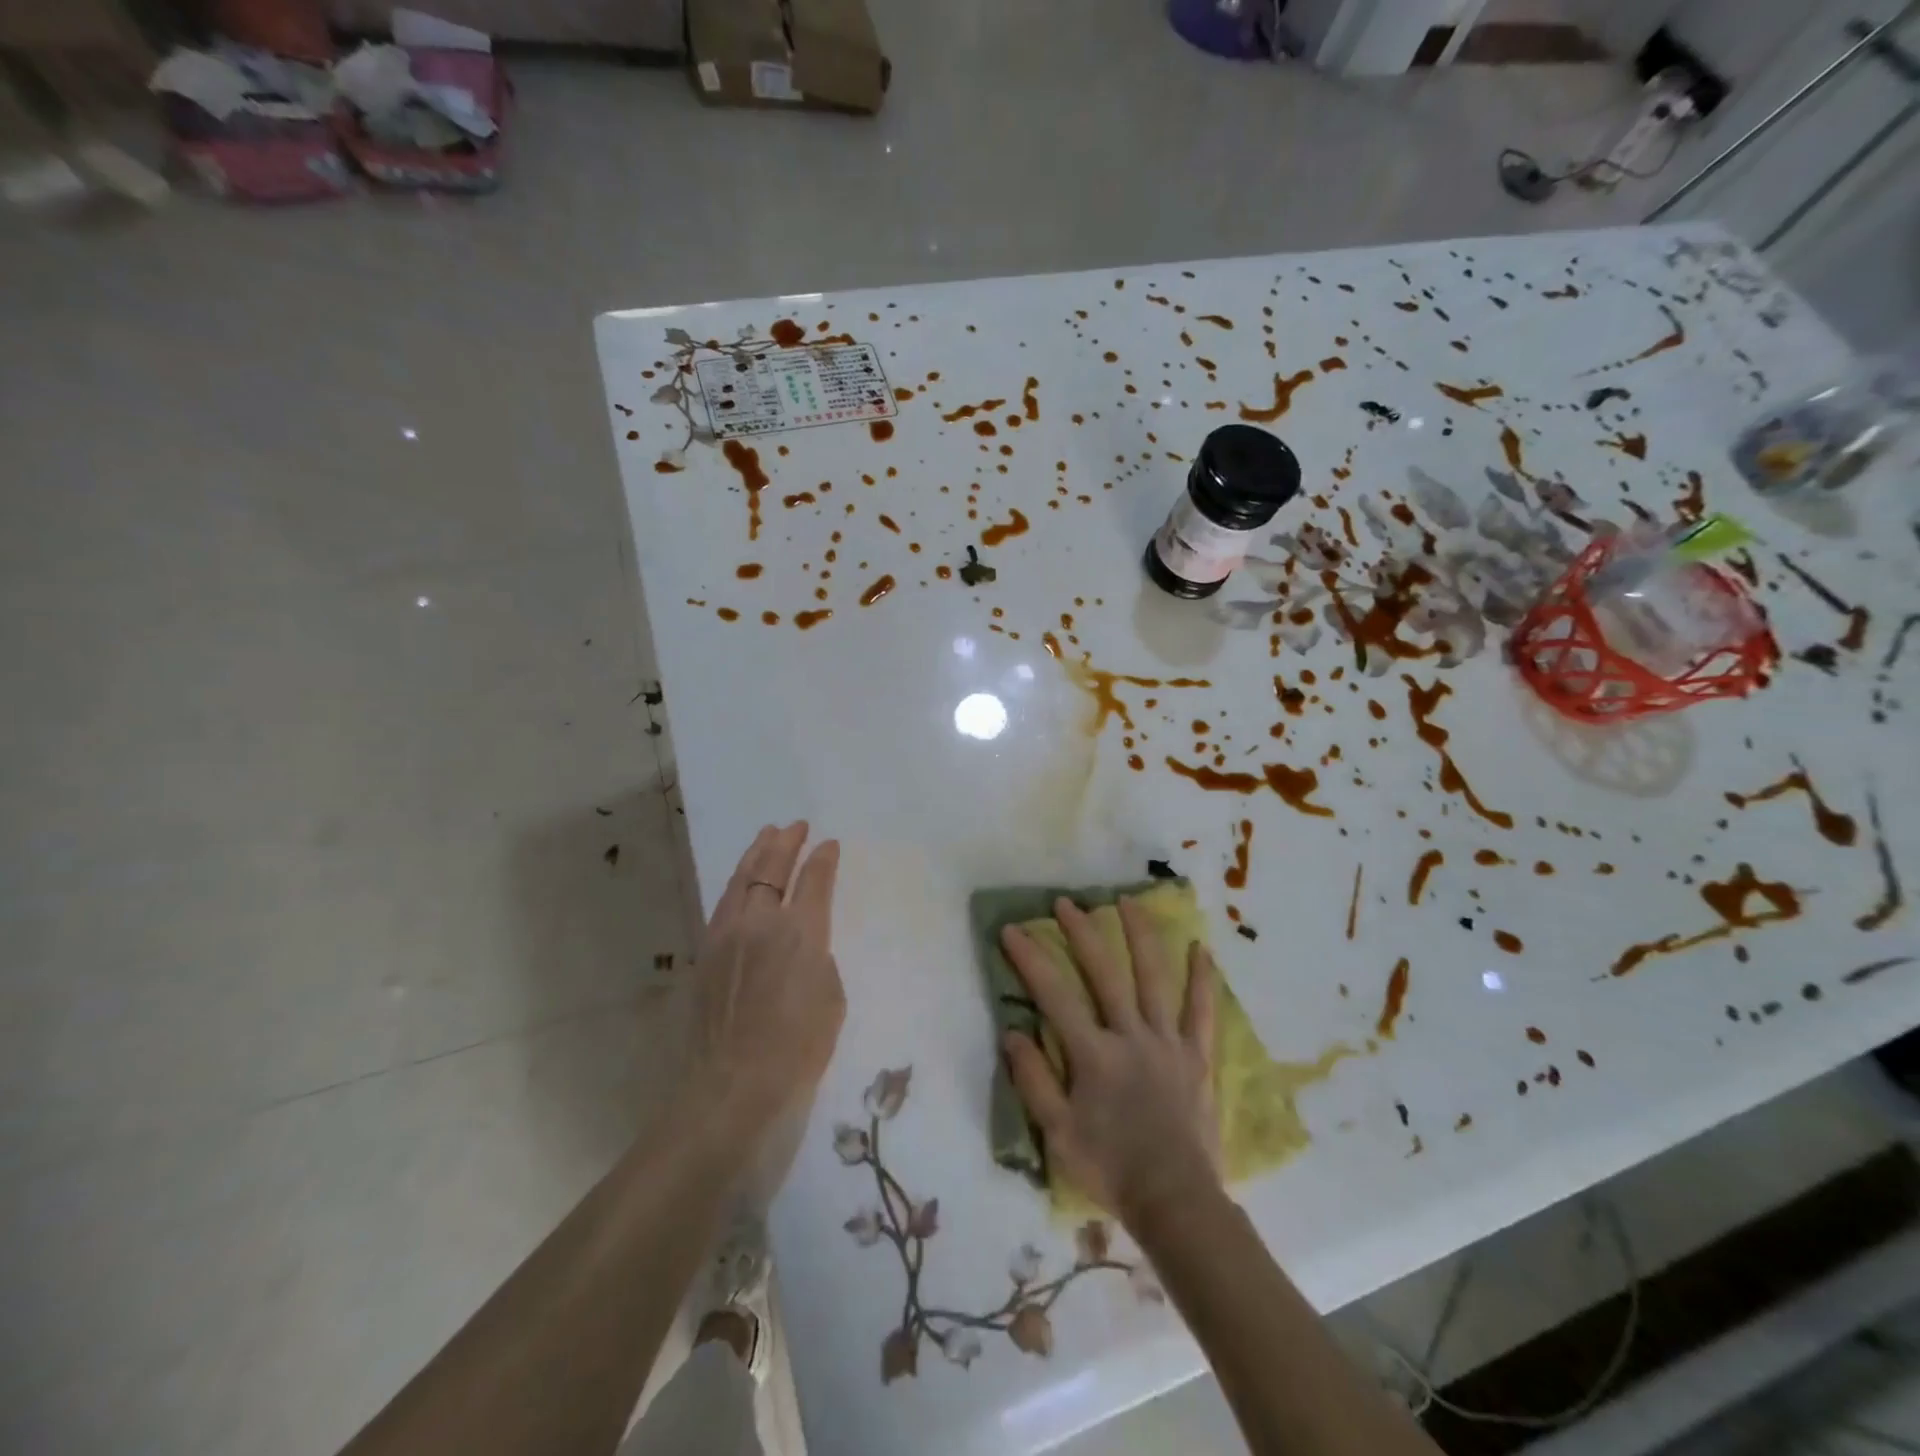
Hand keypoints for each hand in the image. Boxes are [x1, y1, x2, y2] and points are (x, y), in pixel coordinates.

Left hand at [689, 823, 843, 1134]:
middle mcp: (761, 923)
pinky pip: (724, 904)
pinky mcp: (705, 954)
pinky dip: (737, 884)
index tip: (829, 844)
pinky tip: (742, 883)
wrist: (732, 1086)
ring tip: (766, 836)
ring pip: (741, 881)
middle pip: (772, 869)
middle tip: (795, 826)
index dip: (823, 858)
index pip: (814, 881)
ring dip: (756, 855)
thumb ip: (819, 960)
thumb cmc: (797, 1049)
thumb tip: (804, 947)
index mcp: (802, 933)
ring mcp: (727, 936)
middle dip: (786, 843)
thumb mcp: (831, 1000)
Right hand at [1000, 896, 1220, 1221]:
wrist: (1176, 1202)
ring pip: (1154, 978)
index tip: (1012, 931)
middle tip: (1065, 903)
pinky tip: (1201, 948)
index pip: (1054, 995)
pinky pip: (1201, 1011)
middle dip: (1082, 934)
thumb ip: (1034, 1079)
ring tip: (1128, 902)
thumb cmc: (1110, 1168)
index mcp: (1093, 1055)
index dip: (1031, 960)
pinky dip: (1201, 979)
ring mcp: (1168, 1042)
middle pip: (1105, 973)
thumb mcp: (1057, 1133)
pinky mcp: (1196, 1056)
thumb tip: (1013, 1032)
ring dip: (1140, 936)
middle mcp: (1130, 1036)